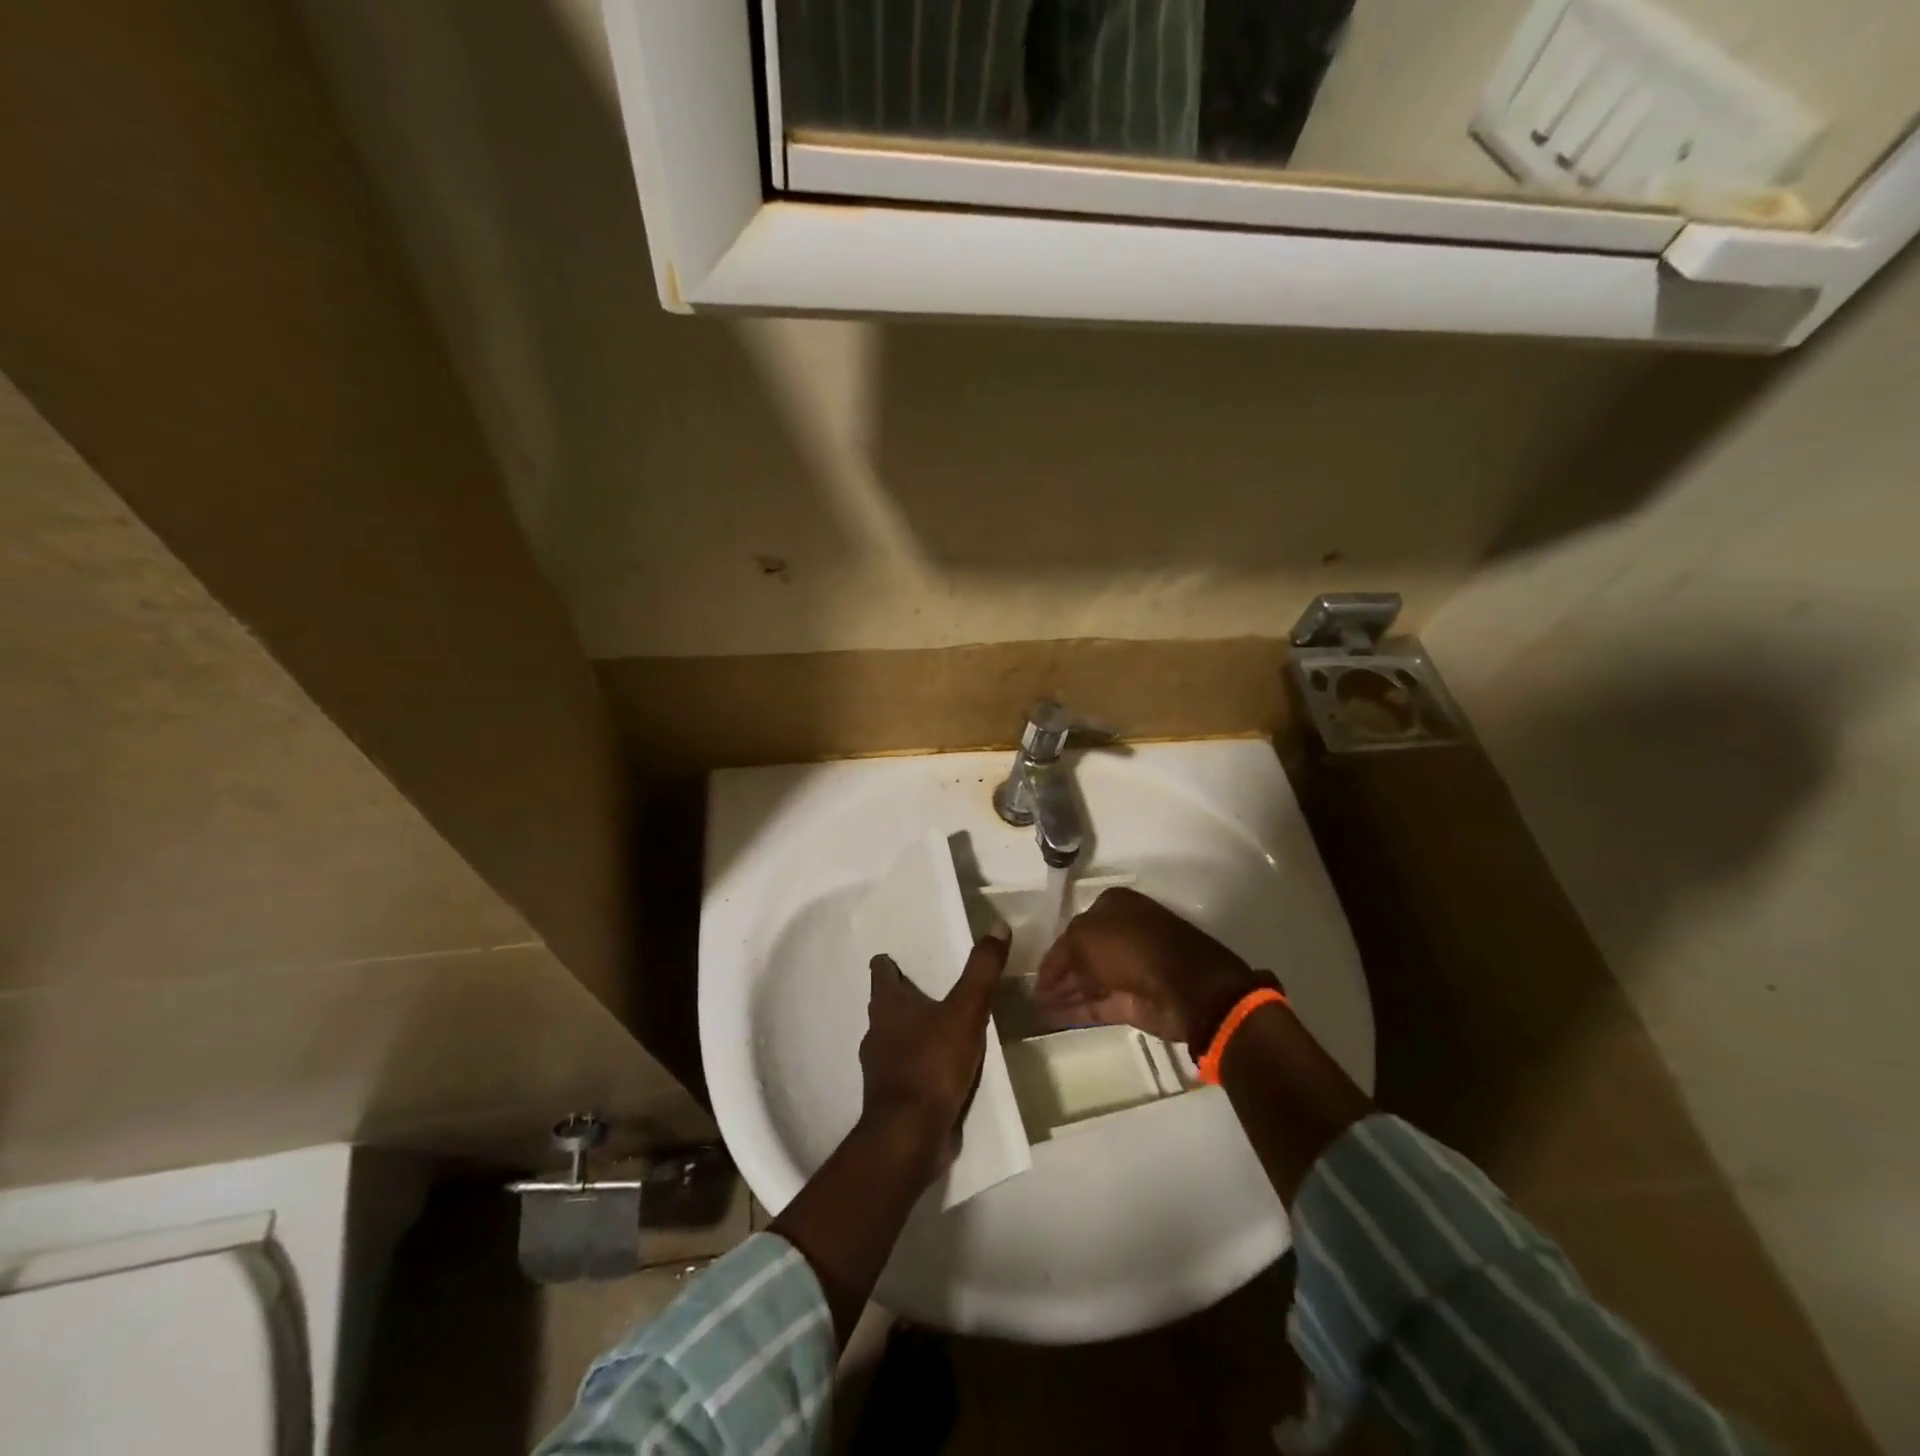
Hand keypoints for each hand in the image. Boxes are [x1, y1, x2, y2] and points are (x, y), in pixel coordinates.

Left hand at [859, 928, 1010, 1169]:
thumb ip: (981, 970)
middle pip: (886, 1006)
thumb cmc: (932, 1063)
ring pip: (895, 1039)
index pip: (881, 972)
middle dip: (904, 997)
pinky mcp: (892, 1097)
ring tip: (941, 1026)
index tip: (899, 957)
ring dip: (913, 1032)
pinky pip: (907, 1071)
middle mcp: (877, 1032)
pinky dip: (921, 1064)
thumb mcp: (965, 1010)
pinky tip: (942, 1069)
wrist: (909, 1135)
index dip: (889, 963)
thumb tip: (998, 925)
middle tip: (930, 988)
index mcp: (887, 1006)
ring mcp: (880, 1067)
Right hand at [1036, 887, 1266, 1046]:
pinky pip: (1099, 1004)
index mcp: (1114, 906)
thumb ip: (1063, 951)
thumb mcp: (1085, 936)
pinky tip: (1053, 1018)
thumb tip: (1052, 973)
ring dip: (1065, 993)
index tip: (1034, 971)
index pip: (1074, 927)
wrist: (1187, 987)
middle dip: (1058, 973)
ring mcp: (1130, 968)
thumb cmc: (1132, 947)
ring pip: (1089, 980)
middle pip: (1082, 955)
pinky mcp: (1135, 1001)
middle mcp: (1122, 933)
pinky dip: (1077, 1010)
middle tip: (1032, 992)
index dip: (1054, 950)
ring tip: (1037, 1007)